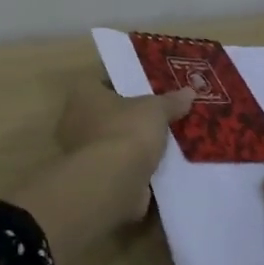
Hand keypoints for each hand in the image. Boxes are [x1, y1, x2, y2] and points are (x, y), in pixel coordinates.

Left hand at [55, 77, 194, 221]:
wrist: (114, 181)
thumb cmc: (127, 130)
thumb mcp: (155, 109)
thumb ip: (170, 102)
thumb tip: (189, 92)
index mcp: (82, 96)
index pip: (98, 83)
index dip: (120, 84)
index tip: (142, 88)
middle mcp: (74, 122)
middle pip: (105, 114)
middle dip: (128, 117)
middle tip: (155, 116)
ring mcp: (82, 154)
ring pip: (111, 143)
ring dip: (130, 145)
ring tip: (160, 143)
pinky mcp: (94, 179)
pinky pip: (117, 168)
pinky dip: (133, 169)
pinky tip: (156, 168)